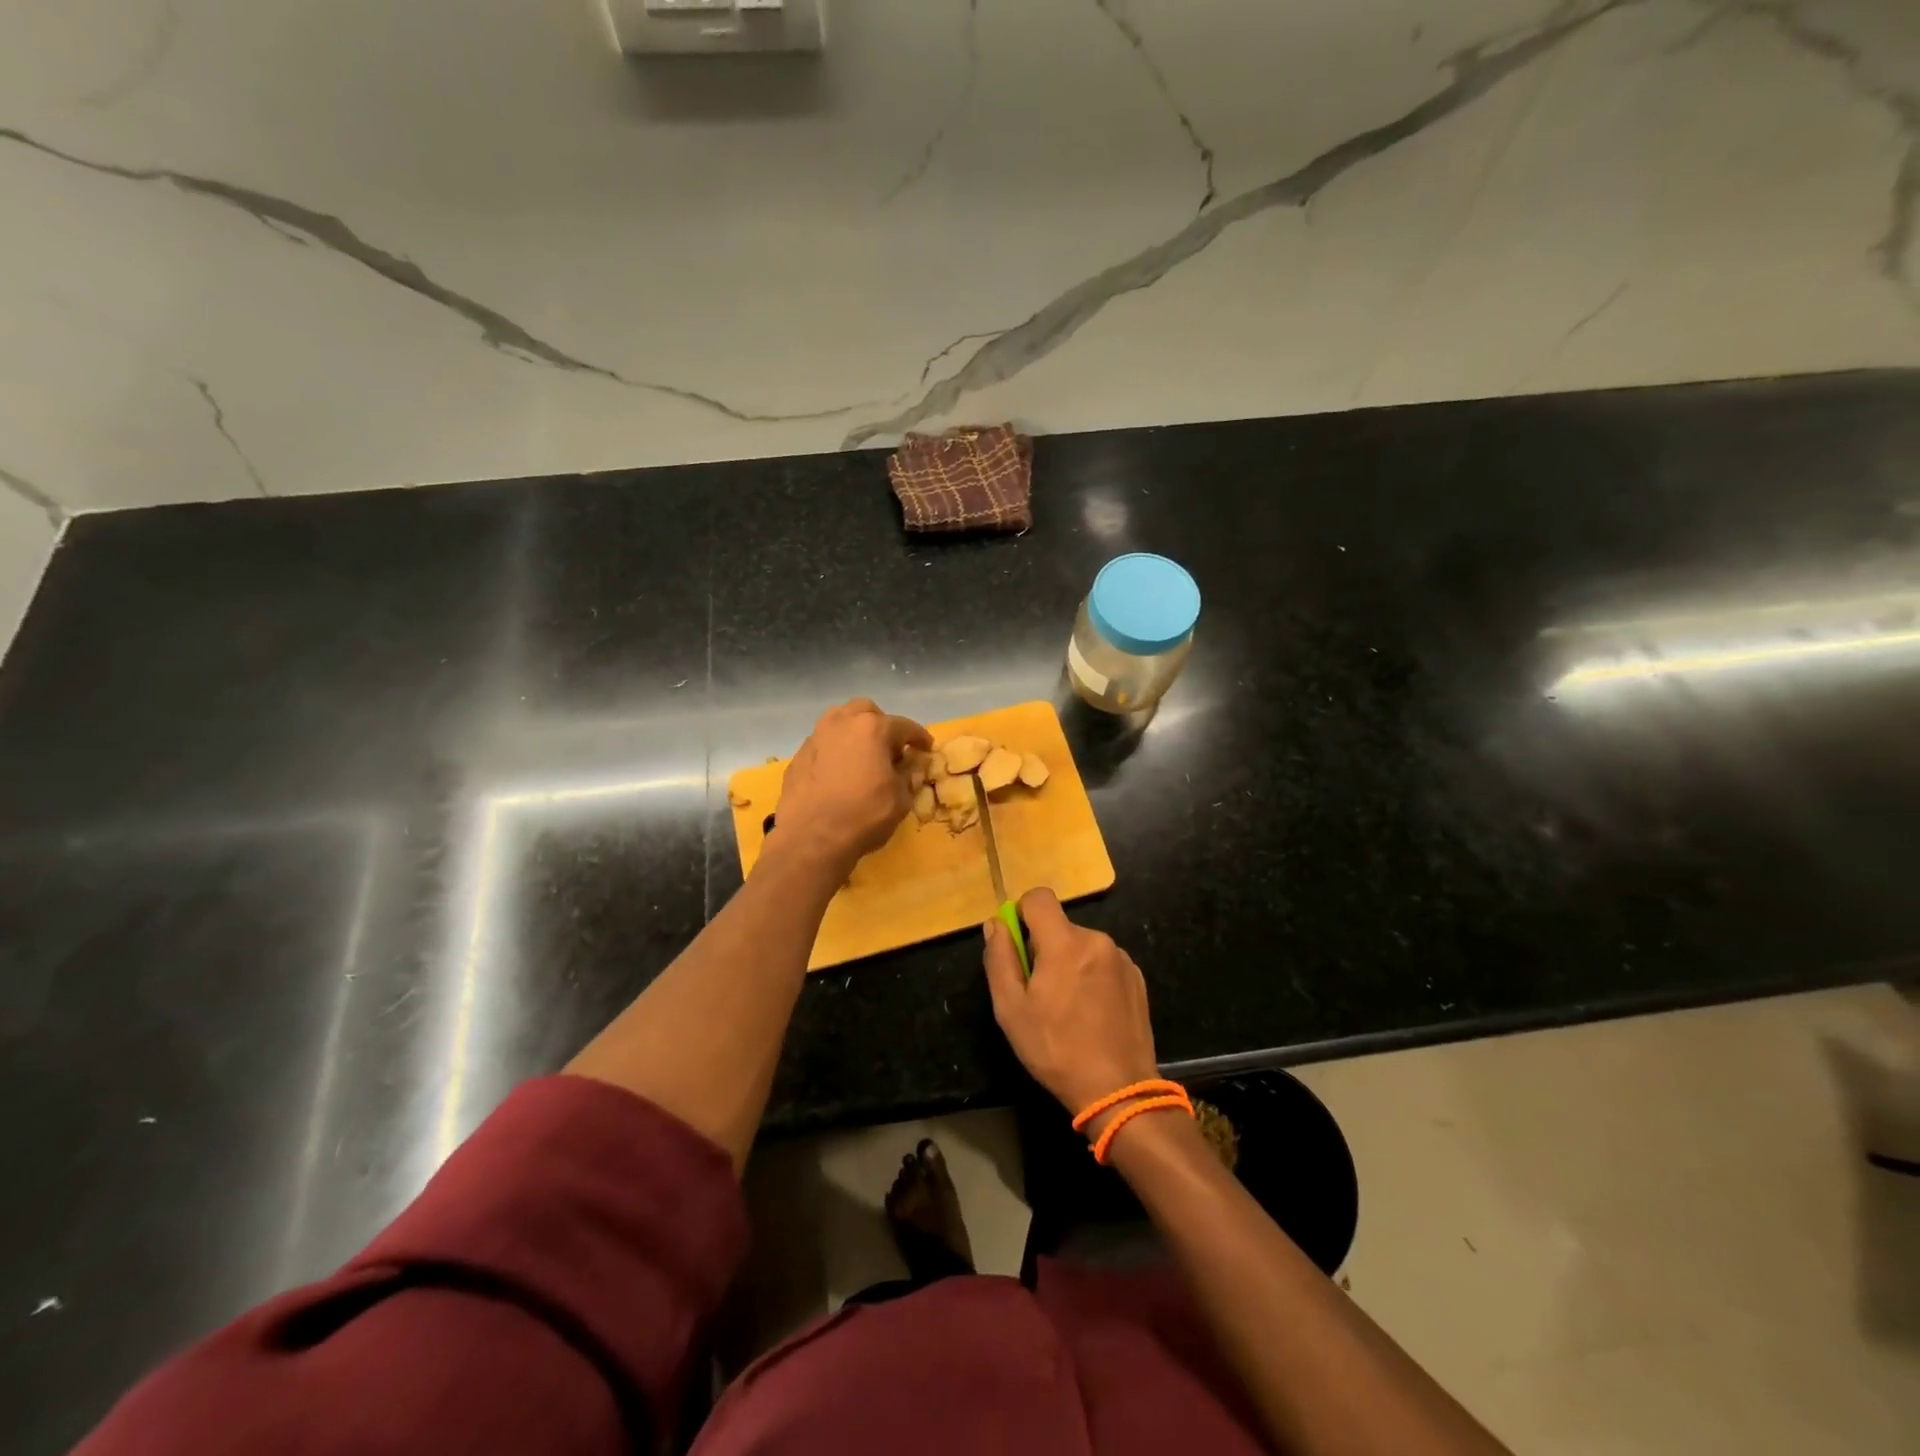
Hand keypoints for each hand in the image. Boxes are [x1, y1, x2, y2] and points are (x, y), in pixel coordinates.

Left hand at [770, 699, 931, 872]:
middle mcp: (842, 723)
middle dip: (881, 725)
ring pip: (838, 723)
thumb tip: (911, 767)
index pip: (904, 726)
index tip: (926, 748)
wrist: (811, 838)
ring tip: (862, 757)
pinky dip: (834, 752)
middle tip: (890, 748)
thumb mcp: (900, 799)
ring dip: (854, 733)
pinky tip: (838, 774)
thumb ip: (909, 777)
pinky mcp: (798, 757)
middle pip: (865, 712)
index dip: (919, 738)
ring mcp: (815, 738)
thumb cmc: (864, 815)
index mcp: (872, 728)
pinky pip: (823, 745)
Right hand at [982, 888, 1159, 1115]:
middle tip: (1039, 992)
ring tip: (1068, 1009)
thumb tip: (995, 924)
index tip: (1018, 945)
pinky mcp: (1137, 978)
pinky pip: (1104, 963)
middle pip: (1060, 927)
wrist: (1119, 1090)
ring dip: (1070, 963)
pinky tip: (1092, 1014)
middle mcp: (1097, 940)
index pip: (1039, 897)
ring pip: (1082, 946)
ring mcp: (1121, 959)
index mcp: (1065, 943)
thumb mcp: (1011, 1010)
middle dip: (1045, 949)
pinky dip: (1092, 977)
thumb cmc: (1056, 1050)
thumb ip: (999, 959)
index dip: (1022, 913)